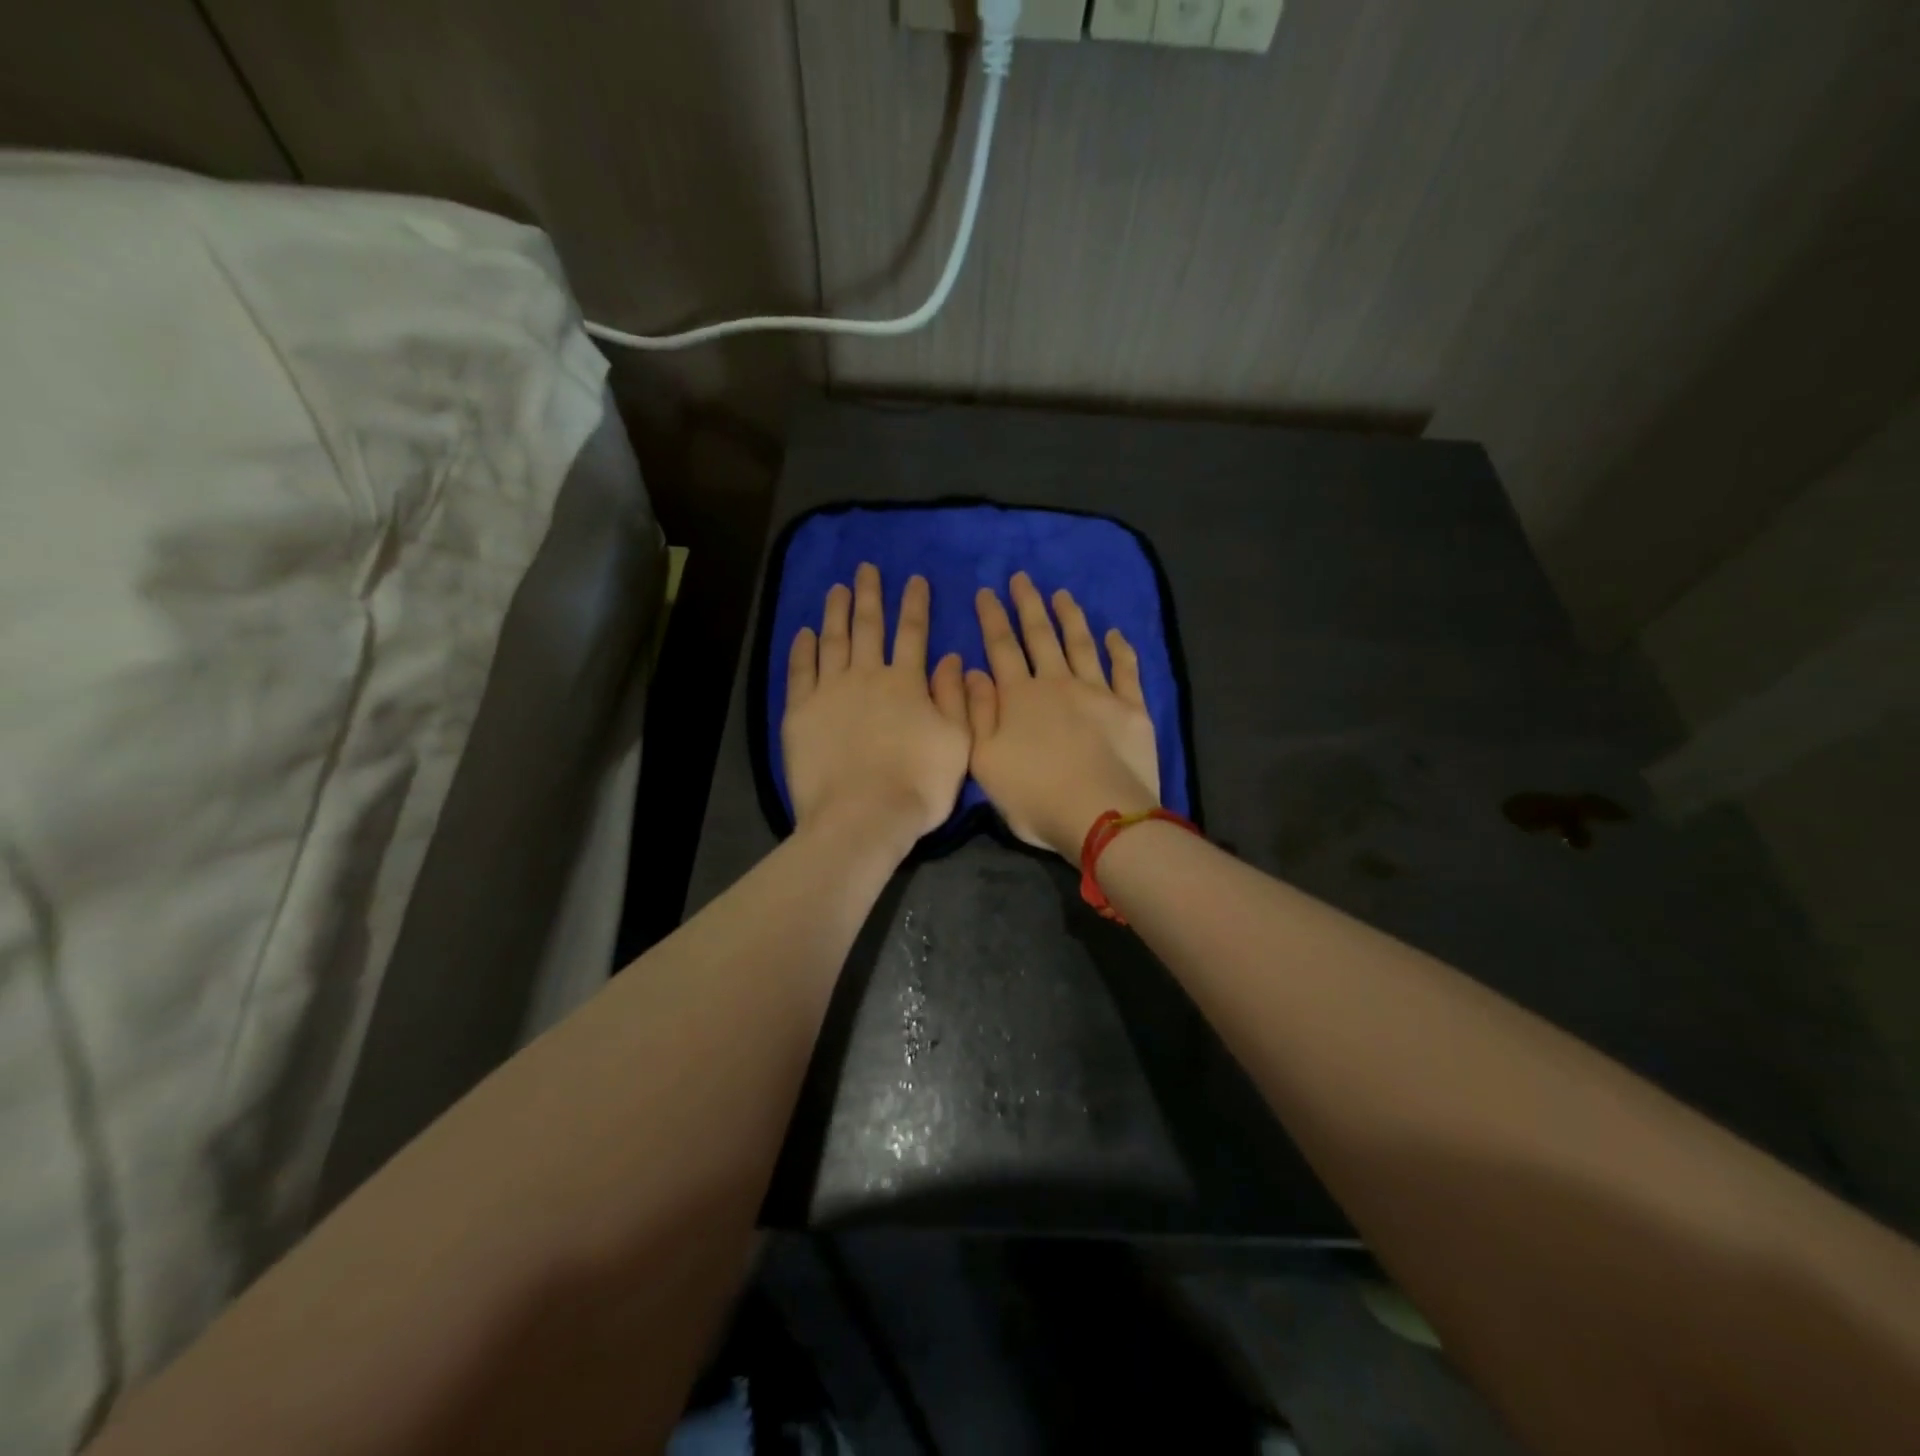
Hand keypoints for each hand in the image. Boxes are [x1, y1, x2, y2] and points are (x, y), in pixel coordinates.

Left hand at [782, 564, 970, 854]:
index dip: (915, 604)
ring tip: (837, 588)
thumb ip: (955, 698)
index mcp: (907, 683)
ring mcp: (830, 692)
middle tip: (866, 568)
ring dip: (836, 611)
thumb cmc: (918, 785)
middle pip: (868, 627)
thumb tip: (951, 658)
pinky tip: (805, 633)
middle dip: (870, 595)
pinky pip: (800, 672)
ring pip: (833, 641)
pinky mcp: (800, 713)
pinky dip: (803, 649)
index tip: (914, 579)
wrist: (862, 818)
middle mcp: (867, 677)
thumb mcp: (957, 743)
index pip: (913, 633)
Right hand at [965, 573, 1159, 858]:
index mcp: (1019, 697)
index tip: (986, 592)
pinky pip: (1125, 669)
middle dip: (1028, 604)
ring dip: (1070, 617)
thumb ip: (976, 713)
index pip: (1001, 648)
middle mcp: (1057, 683)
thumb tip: (972, 671)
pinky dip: (1119, 648)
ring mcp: (1098, 692)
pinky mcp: (1131, 707)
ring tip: (1061, 594)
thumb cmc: (1034, 795)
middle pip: (1040, 636)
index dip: (991, 619)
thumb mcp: (984, 760)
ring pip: (1081, 643)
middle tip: (1021, 578)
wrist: (1100, 815)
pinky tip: (1114, 633)